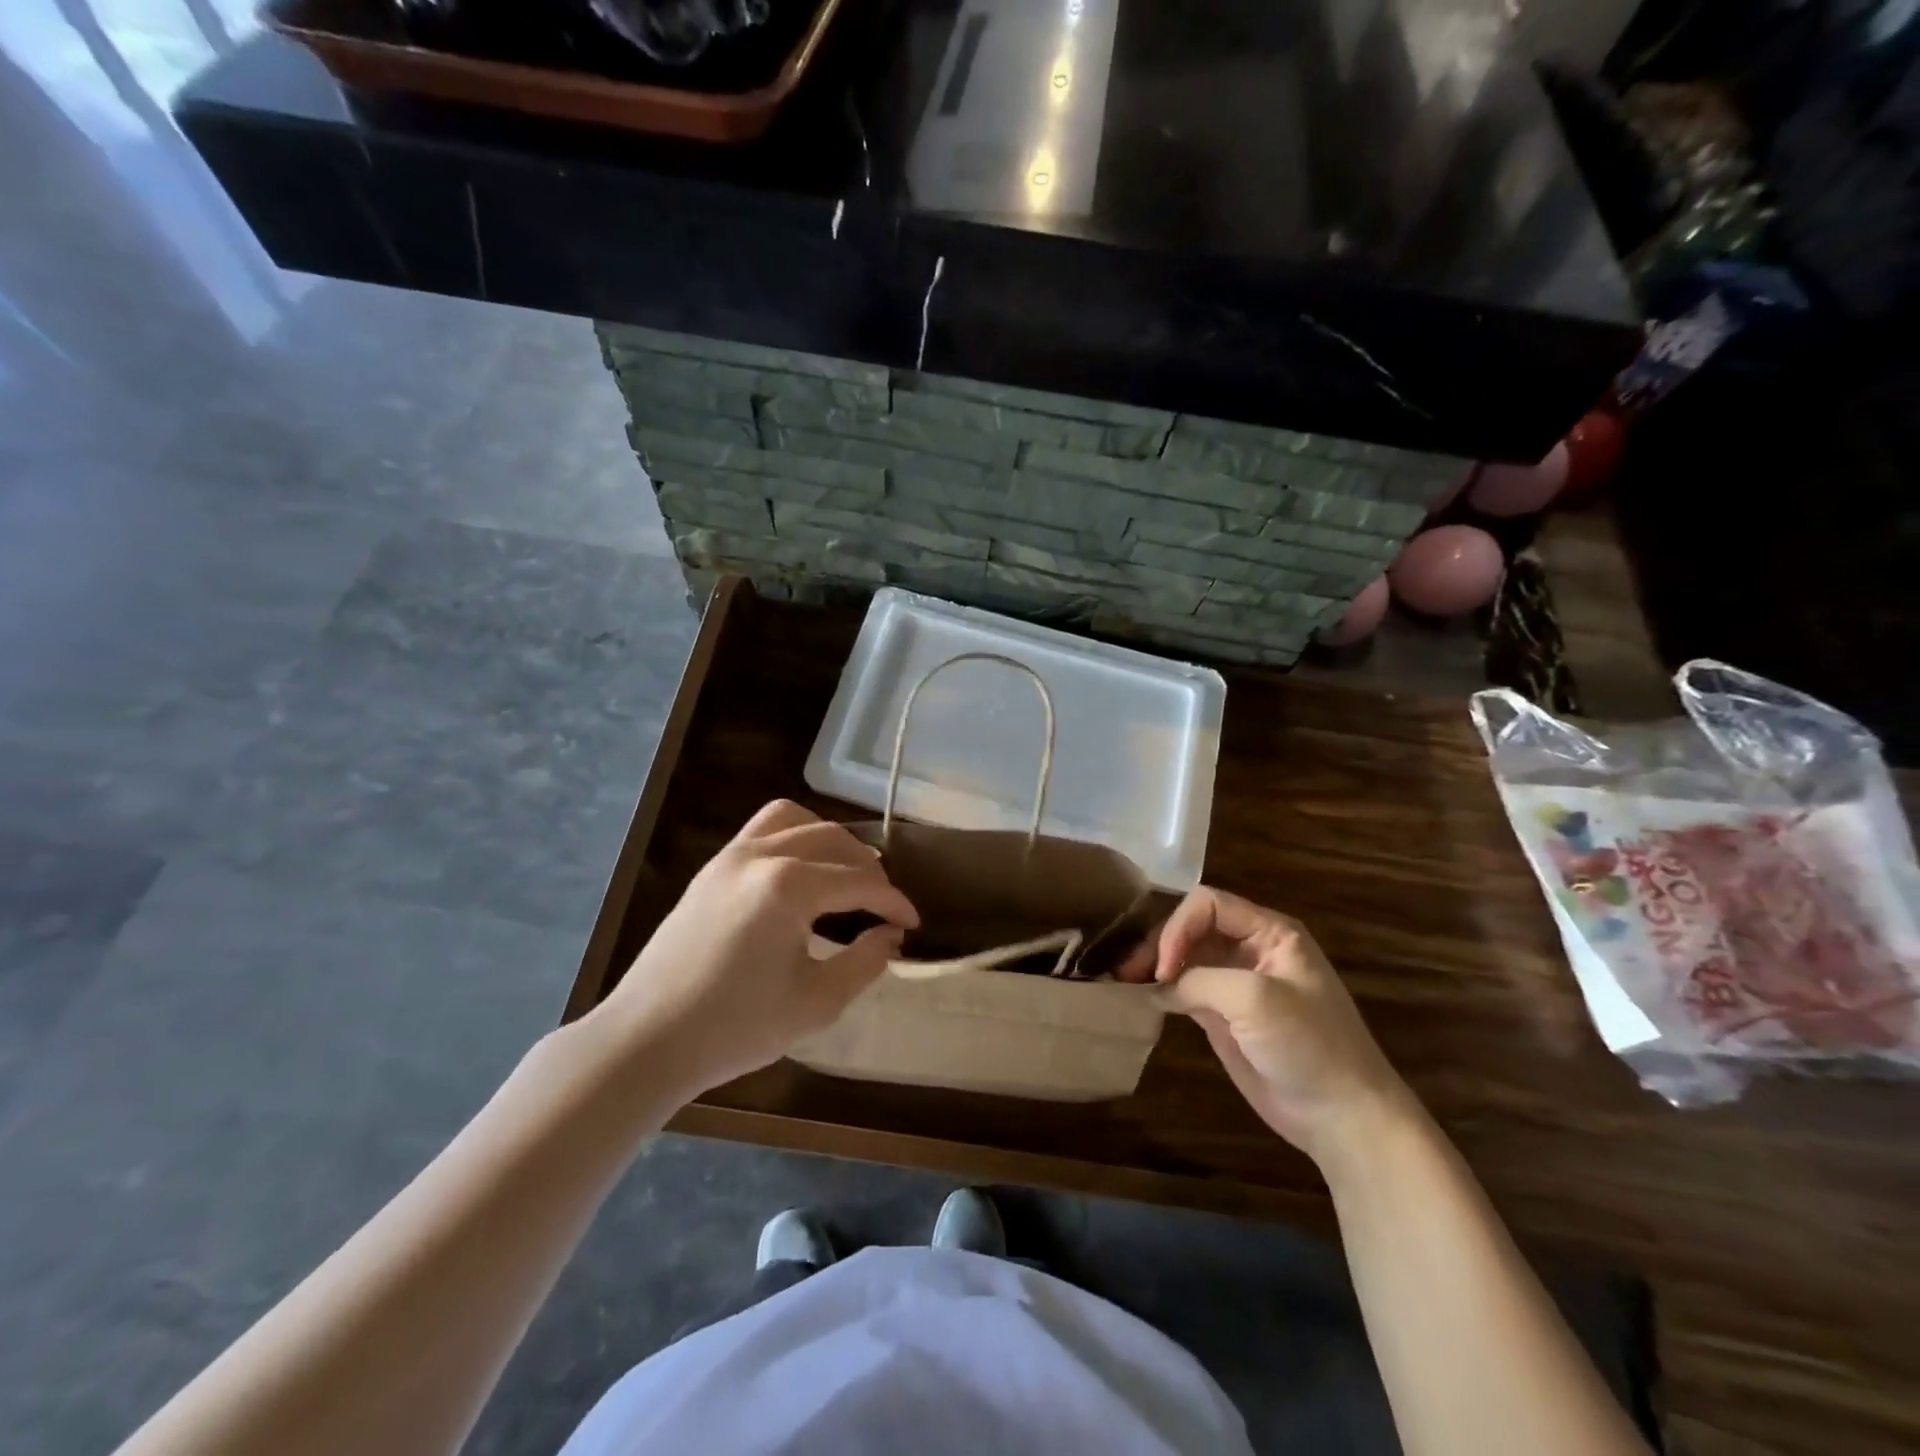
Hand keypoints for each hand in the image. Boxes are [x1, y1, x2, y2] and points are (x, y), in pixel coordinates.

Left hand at [601, 801, 918, 1094]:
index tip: (912, 925)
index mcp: (789, 886)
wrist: (647, 1041)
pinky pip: (762, 830)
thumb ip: (865, 961)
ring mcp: (730, 857)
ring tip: (845, 873)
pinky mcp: (711, 869)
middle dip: (868, 869)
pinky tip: (800, 874)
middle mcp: (761, 855)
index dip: (894, 903)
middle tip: (884, 905)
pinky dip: (793, 838)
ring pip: (795, 820)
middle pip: (833, 840)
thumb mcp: (817, 1003)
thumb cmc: (736, 1027)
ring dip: (829, 840)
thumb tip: (890, 935)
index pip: (861, 882)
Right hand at [1120, 887, 1413, 1166]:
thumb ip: (1201, 979)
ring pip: (1183, 957)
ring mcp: (1235, 983)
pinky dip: (1160, 990)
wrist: (1342, 1118)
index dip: (1179, 927)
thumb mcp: (1256, 999)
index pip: (1208, 904)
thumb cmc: (1308, 1045)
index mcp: (1270, 932)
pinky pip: (1184, 990)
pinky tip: (1140, 998)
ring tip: (1126, 982)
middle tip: (1129, 973)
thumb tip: (1159, 986)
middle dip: (1159, 943)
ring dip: (1154, 964)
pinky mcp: (1223, 1015)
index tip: (1165, 967)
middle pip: (1191, 927)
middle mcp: (1250, 949)